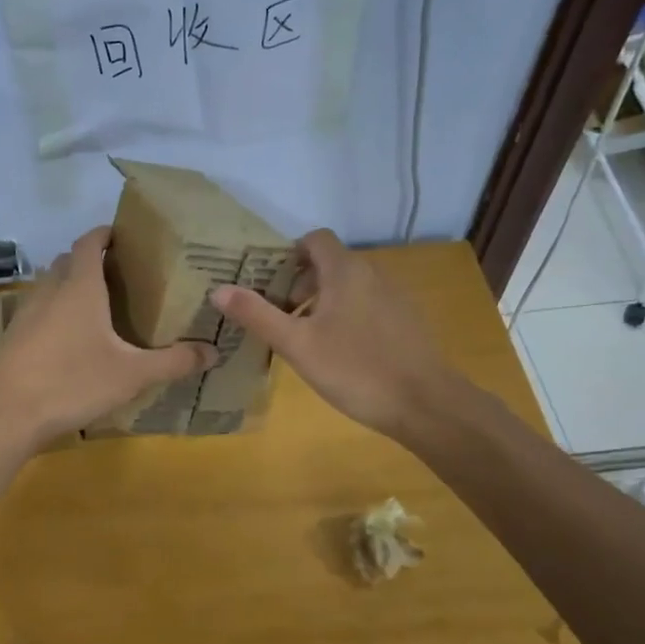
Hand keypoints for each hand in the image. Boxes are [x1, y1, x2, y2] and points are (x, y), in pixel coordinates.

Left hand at [0, 227, 215, 449]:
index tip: (124, 236)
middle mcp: (50, 291)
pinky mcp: (14, 337)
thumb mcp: (133, 375)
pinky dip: (55, 311)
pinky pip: (38, 310)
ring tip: (97, 306)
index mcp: (80, 288)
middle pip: (67, 261)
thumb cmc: (74, 383)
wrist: (9, 414)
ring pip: (49, 285)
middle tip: (119, 274)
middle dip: (90, 259)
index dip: (105, 234)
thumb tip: (214, 352)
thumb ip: (174, 362)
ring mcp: (26, 313)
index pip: (89, 243)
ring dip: (69, 285)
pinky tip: (70, 339)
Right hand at [210, 229, 460, 439]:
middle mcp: (373, 274)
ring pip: (350, 287)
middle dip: (301, 284)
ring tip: (306, 338)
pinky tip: (340, 354)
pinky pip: (368, 306)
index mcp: (346, 271)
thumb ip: (258, 315)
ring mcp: (395, 298)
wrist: (426, 403)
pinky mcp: (407, 322)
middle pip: (330, 264)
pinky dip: (347, 317)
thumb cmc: (355, 369)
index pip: (315, 240)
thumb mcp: (297, 344)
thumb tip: (219, 289)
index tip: (269, 284)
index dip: (289, 255)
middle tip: (281, 317)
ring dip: (323, 303)